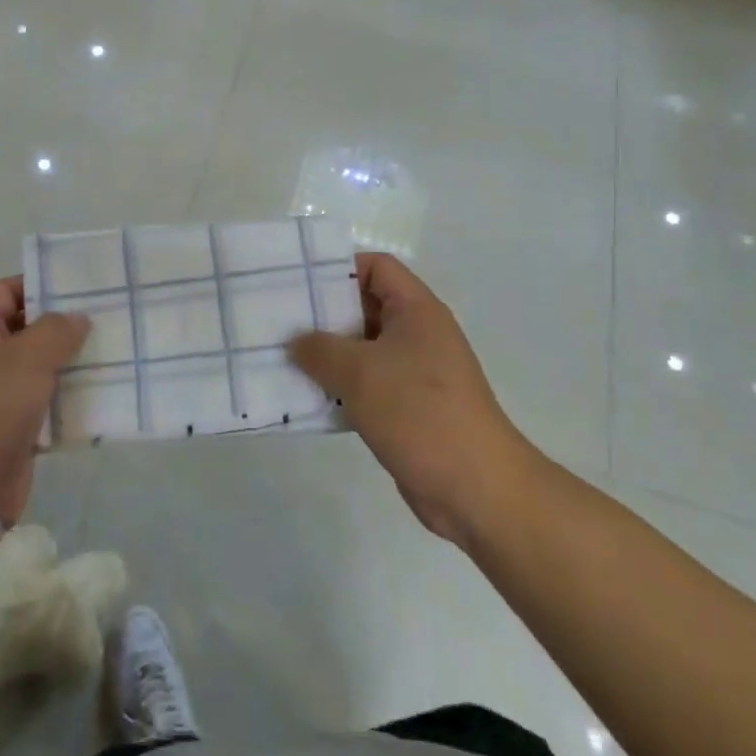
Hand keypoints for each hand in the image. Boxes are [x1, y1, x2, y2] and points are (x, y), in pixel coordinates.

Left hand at [0, 278, 88, 523]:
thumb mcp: (25, 359)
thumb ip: (56, 331)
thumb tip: (78, 318)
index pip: (6, 292)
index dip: (38, 283)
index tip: (79, 284)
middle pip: (28, 328)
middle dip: (65, 323)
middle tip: (107, 314)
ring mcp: (1, 395)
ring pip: (43, 367)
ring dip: (74, 361)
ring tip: (115, 348)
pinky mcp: (18, 427)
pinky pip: (49, 402)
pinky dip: (73, 396)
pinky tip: (105, 390)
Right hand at [287, 254, 535, 542]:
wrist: (475, 488)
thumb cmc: (418, 412)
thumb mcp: (359, 372)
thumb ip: (319, 349)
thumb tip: (295, 342)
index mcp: (417, 310)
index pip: (377, 267)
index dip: (339, 268)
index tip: (298, 285)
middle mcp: (418, 334)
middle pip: (365, 306)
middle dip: (324, 314)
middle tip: (281, 322)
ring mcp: (415, 372)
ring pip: (363, 349)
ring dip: (328, 356)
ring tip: (284, 360)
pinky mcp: (408, 407)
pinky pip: (367, 384)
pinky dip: (340, 387)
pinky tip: (308, 398)